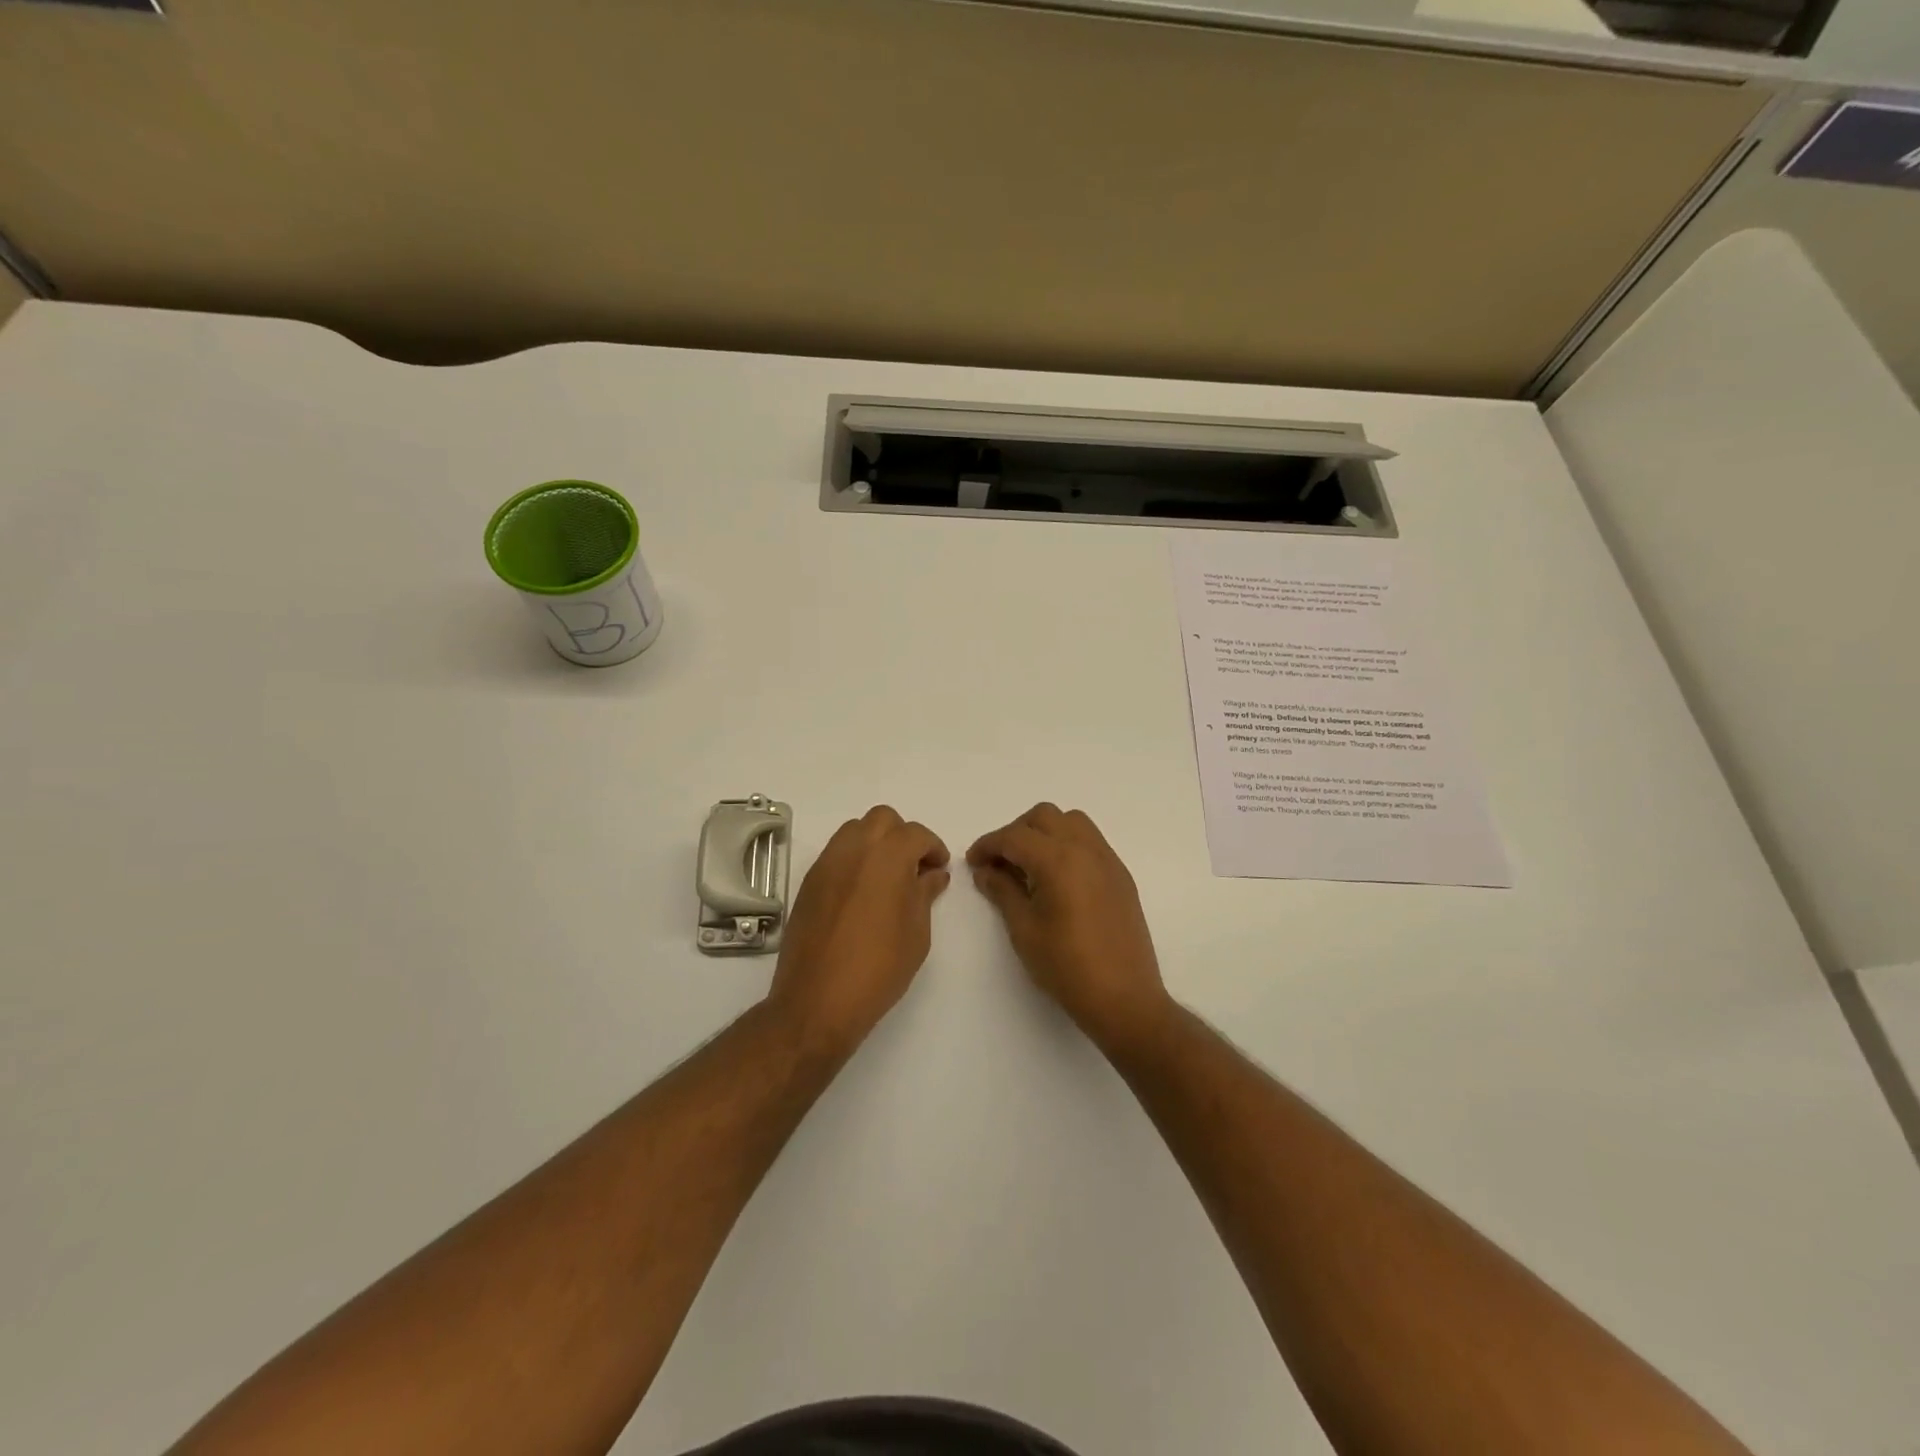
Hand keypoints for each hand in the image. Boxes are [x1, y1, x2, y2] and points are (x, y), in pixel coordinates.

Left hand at [767, 806, 950, 1055]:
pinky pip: (836, 854)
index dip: (933, 848)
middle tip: (914, 867)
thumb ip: (925, 893)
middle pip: (883, 819)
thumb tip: (932, 874)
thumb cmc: (879, 967)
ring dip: (875, 843)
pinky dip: (853, 860)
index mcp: (888, 856)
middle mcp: (855, 849)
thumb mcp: (917, 932)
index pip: (916, 834)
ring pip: (855, 830)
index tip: (939, 868)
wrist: (818, 1000)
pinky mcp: (809, 882)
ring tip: (886, 877)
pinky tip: (861, 893)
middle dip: (902, 836)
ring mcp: (827, 863)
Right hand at [968, 804, 1173, 1055]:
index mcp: (1058, 860)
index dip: (988, 845)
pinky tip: (1058, 878)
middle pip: (1044, 817)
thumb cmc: (1066, 967)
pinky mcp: (1120, 875)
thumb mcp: (1024, 930)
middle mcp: (1085, 849)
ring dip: (1045, 832)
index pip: (1014, 836)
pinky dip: (1068, 844)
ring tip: (1030, 865)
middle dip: (1016, 832)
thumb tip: (986, 870)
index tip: (973, 862)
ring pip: (1071, 821)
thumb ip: (1003, 891)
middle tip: (1000, 862)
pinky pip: (1090, 841)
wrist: (1124, 998)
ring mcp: (1107, 860)